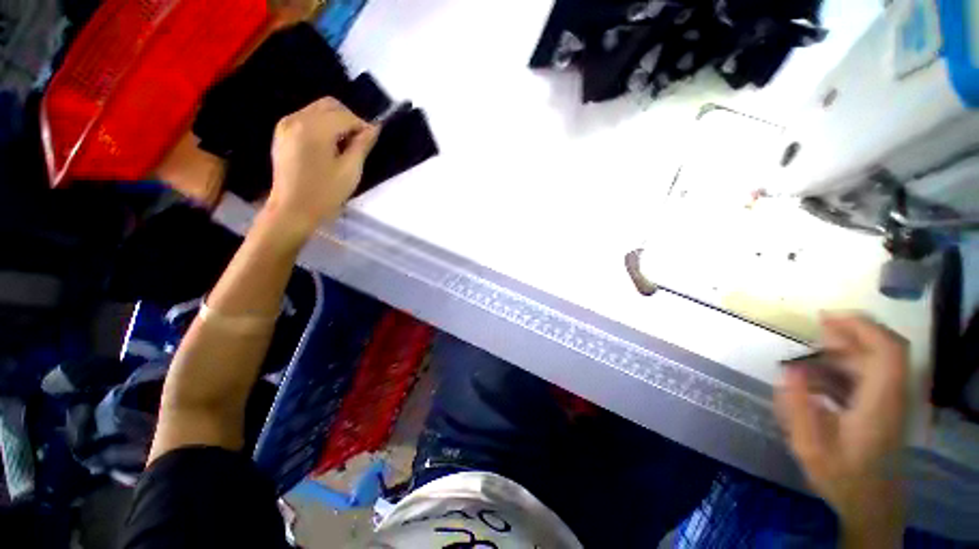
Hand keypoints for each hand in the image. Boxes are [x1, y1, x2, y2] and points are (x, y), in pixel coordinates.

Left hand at [267, 97, 378, 234]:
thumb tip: (373, 128)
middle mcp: (297, 119)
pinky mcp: (281, 133)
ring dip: (335, 122)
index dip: (362, 126)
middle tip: (358, 142)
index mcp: (314, 129)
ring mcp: (286, 125)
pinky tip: (327, 147)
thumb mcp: (350, 171)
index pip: (345, 115)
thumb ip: (362, 145)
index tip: (371, 142)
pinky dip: (321, 126)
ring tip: (343, 147)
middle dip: (348, 119)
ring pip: (317, 110)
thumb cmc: (325, 193)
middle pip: (329, 105)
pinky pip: (306, 119)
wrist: (292, 210)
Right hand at [776, 315, 908, 544]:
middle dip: (851, 332)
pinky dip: (845, 366)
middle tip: (814, 330)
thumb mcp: (811, 449)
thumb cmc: (843, 478)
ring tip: (810, 356)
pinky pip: (870, 374)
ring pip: (877, 360)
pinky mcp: (885, 406)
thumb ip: (798, 408)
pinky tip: (819, 378)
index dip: (862, 327)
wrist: (872, 504)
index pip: (888, 351)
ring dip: (845, 350)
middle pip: (886, 349)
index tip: (825, 318)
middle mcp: (893, 396)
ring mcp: (892, 400)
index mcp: (880, 404)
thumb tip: (788, 370)